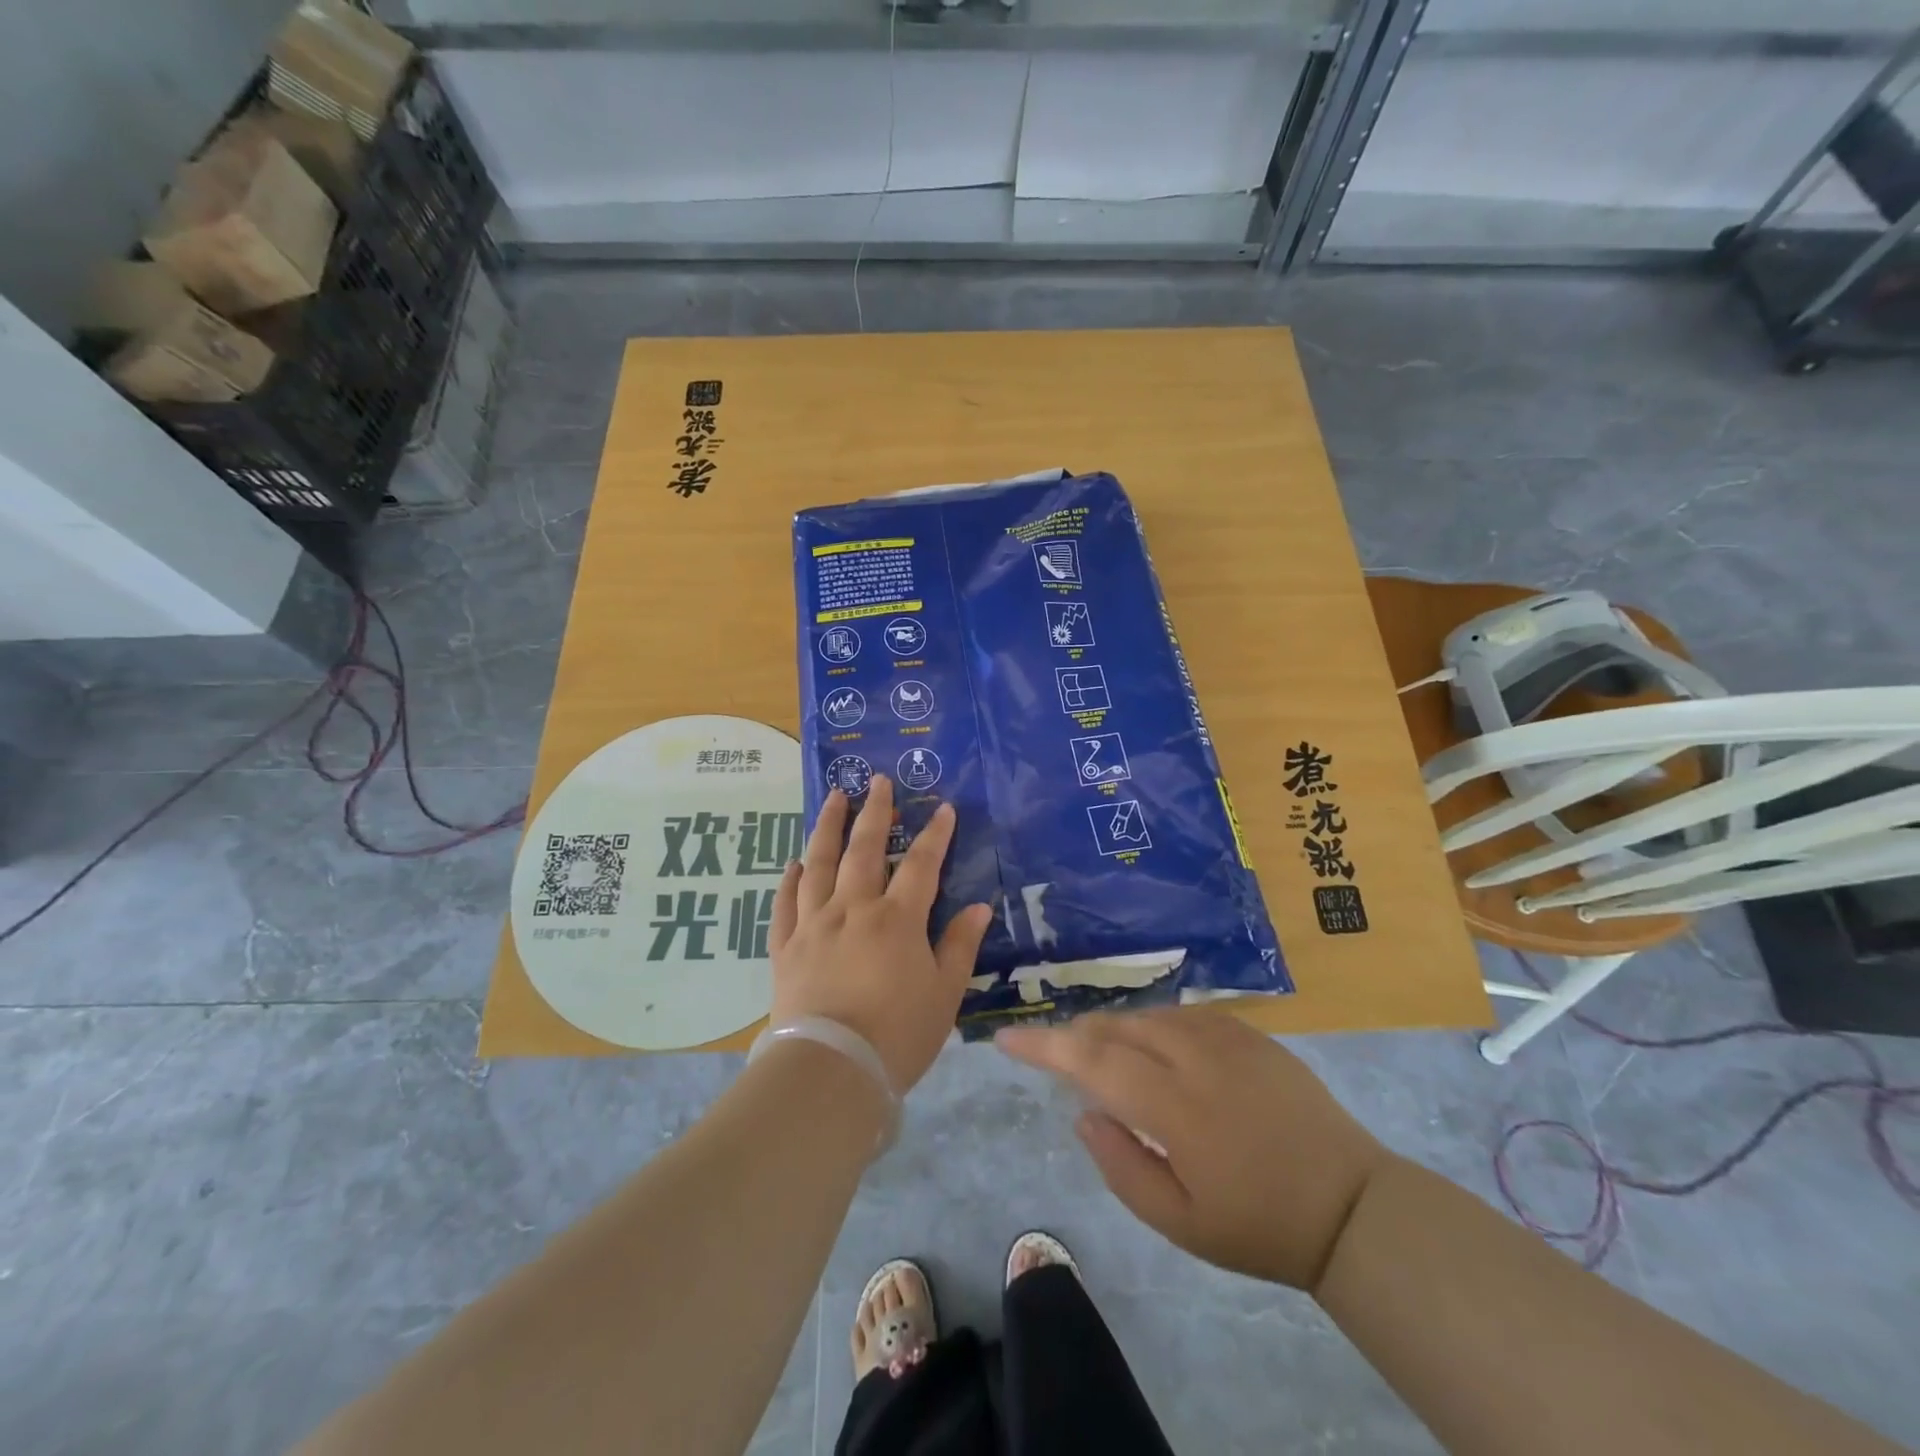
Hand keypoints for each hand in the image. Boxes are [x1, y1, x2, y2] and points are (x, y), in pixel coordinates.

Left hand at [770, 776, 993, 1092]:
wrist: (830, 1071)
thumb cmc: (898, 1034)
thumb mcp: (944, 994)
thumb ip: (959, 946)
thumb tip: (979, 906)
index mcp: (896, 919)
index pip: (921, 864)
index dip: (935, 834)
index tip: (942, 808)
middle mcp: (853, 909)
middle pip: (865, 849)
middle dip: (874, 812)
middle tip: (876, 780)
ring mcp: (814, 925)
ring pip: (819, 864)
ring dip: (828, 827)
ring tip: (834, 798)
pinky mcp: (786, 947)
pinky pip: (785, 904)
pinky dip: (791, 879)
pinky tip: (794, 863)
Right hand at [996, 1009, 1389, 1291]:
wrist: (1351, 1204)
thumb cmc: (1260, 1225)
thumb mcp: (1181, 1224)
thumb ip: (1122, 1166)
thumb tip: (1084, 1112)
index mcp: (1175, 1107)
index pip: (1092, 1061)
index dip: (1043, 1046)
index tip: (1005, 1038)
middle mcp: (1194, 1057)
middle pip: (1114, 1028)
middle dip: (1073, 1034)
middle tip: (1050, 1052)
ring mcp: (1225, 1037)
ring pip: (1146, 1015)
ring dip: (1111, 1028)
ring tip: (1097, 1051)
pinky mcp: (1248, 1031)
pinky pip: (1181, 1013)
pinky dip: (1151, 1023)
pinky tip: (1150, 1043)